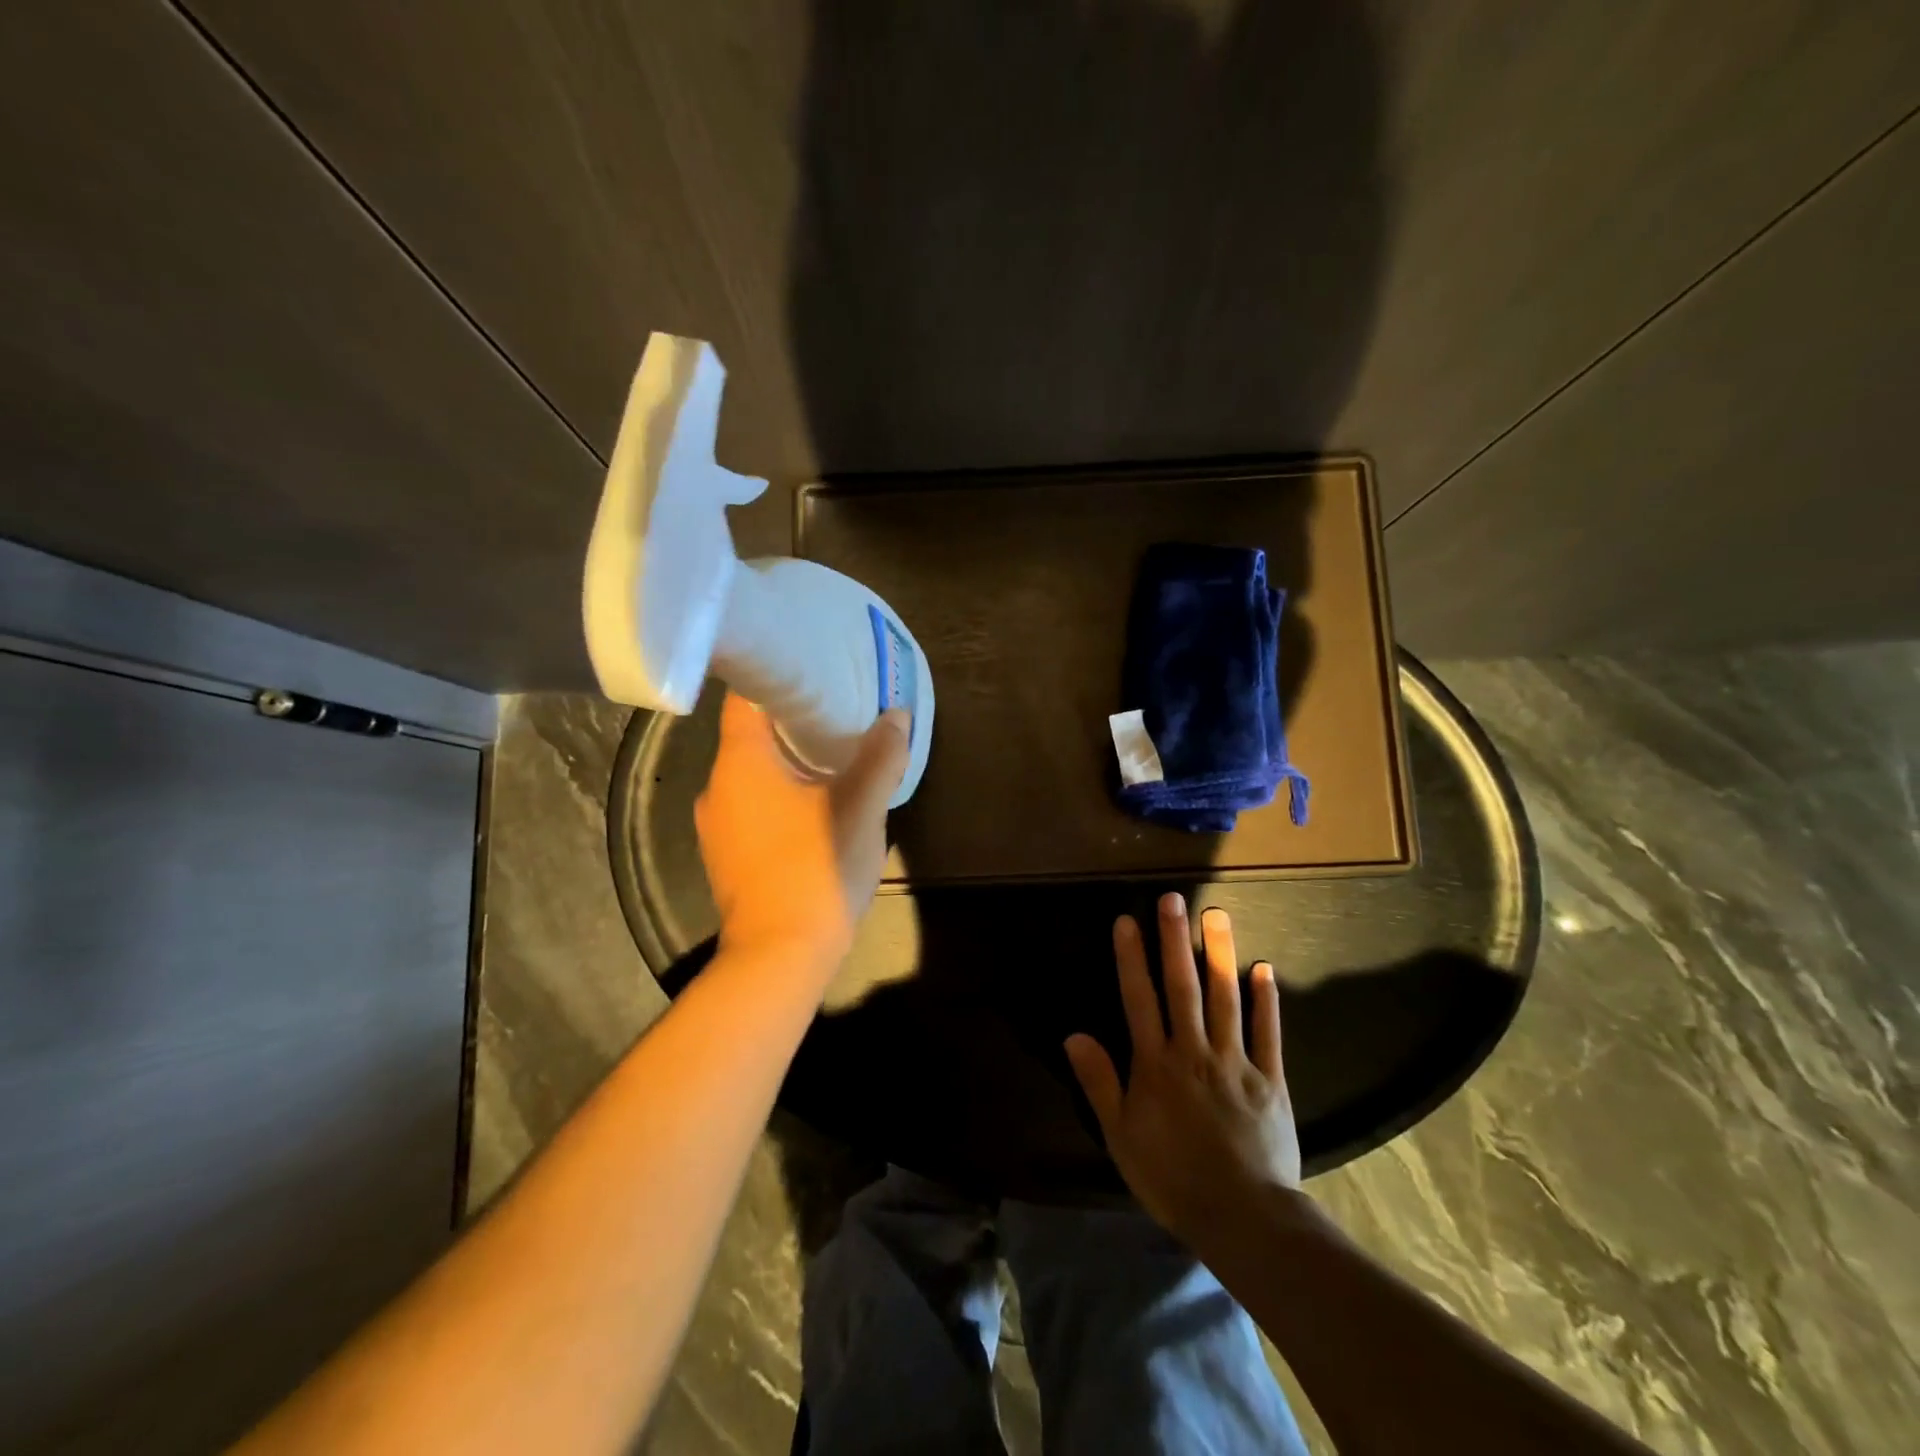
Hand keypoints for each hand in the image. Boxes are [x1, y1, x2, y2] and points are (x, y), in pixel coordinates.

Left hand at [695, 694, 908, 973]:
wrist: (780, 954)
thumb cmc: (817, 866)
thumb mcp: (862, 805)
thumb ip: (881, 755)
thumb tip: (896, 715)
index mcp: (740, 762)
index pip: (744, 696)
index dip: (776, 677)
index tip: (812, 670)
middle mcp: (715, 786)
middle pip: (749, 735)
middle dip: (791, 721)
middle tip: (835, 712)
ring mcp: (715, 825)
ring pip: (750, 775)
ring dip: (786, 763)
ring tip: (830, 757)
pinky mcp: (726, 856)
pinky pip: (751, 807)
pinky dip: (777, 796)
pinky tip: (812, 807)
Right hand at [1065, 893, 1302, 1249]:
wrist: (1242, 1218)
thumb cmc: (1172, 1178)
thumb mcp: (1121, 1136)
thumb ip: (1100, 1082)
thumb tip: (1074, 1035)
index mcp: (1156, 1065)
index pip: (1139, 999)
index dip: (1131, 958)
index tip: (1127, 920)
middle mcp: (1193, 1051)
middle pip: (1183, 987)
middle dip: (1175, 941)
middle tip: (1174, 899)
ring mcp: (1235, 1062)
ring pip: (1225, 999)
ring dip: (1220, 955)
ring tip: (1218, 915)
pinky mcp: (1270, 1080)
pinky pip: (1268, 1033)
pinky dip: (1266, 1000)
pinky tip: (1264, 968)